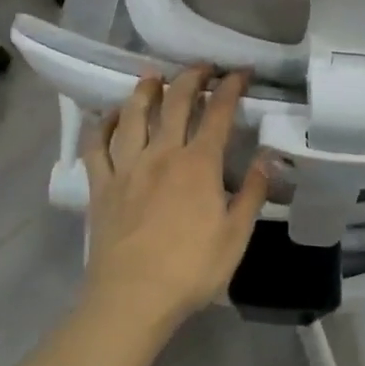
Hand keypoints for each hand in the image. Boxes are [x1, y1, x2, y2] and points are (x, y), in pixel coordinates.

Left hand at [83, 67, 271, 333]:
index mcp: (198, 164)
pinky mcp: (101, 185)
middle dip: (191, 77)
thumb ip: (252, 193)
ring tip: (153, 76)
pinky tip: (108, 116)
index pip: (218, 112)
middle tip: (202, 67)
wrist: (132, 298)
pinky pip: (96, 146)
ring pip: (133, 115)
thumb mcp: (235, 236)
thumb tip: (267, 157)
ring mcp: (127, 166)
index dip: (231, 87)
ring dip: (145, 90)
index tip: (241, 72)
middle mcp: (162, 153)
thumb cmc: (190, 270)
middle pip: (175, 102)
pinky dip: (101, 125)